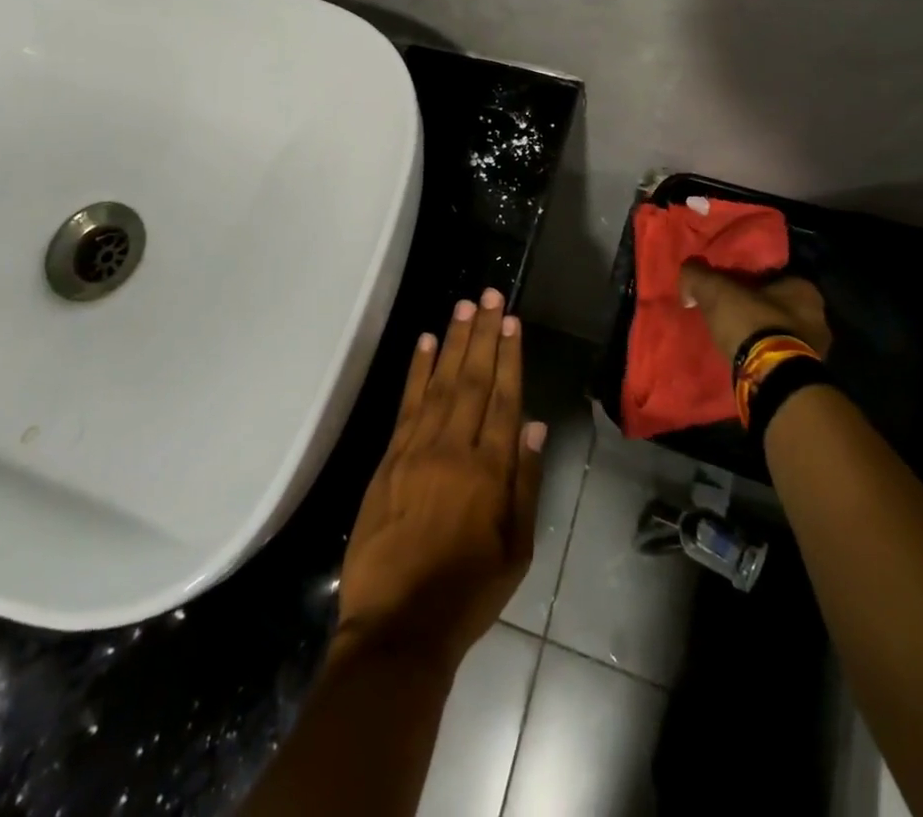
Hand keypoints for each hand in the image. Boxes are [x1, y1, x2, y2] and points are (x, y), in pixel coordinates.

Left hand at [335, 289, 546, 672]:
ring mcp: (416, 450)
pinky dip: (417, 371)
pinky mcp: (389, 458)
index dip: (509, 357)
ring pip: (440, 383)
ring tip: (464, 307)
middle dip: (483, 335)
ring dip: (453, 342)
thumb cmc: (467, 593)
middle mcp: (454, 449)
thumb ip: (526, 483)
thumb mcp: (516, 550)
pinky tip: (425, 343)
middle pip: (472, 380)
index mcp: (489, 472)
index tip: (512, 322)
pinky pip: (406, 405)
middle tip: (490, 296)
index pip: (504, 399)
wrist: (398, 626)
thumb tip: (534, 424)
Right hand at [680, 263, 831, 363]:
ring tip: (733, 339)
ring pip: (780, 332)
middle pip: (777, 305)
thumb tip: (689, 277)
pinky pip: (780, 356)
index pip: (771, 275)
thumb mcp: (714, 289)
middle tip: (728, 314)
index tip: (727, 288)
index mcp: (803, 287)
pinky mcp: (806, 375)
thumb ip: (697, 275)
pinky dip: (764, 356)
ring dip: (761, 334)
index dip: (747, 280)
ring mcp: (816, 348)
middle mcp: (817, 315)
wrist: (772, 376)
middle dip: (755, 309)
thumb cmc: (751, 322)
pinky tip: (744, 358)